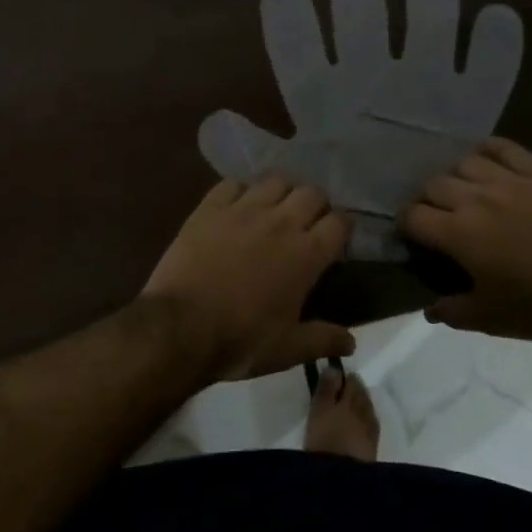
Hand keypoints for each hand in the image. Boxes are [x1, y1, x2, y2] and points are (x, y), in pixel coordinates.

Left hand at [141, 177, 353, 381]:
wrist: (179, 328)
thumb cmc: (240, 340)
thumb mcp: (287, 350)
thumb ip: (323, 340)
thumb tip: (352, 342)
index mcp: (306, 254)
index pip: (340, 222)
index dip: (341, 229)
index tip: (335, 242)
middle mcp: (281, 222)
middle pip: (312, 193)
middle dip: (315, 206)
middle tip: (306, 225)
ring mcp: (244, 209)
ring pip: (276, 180)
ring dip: (281, 194)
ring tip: (274, 211)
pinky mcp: (211, 207)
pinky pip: (234, 184)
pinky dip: (241, 192)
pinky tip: (237, 208)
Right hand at [401, 138, 531, 342]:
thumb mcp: (488, 318)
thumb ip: (452, 311)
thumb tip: (430, 309)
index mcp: (458, 233)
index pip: (414, 215)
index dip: (407, 225)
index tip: (413, 236)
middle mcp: (476, 199)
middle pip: (434, 184)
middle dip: (428, 200)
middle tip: (438, 217)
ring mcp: (508, 181)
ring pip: (465, 162)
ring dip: (457, 177)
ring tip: (464, 191)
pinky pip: (504, 147)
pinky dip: (489, 149)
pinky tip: (487, 161)